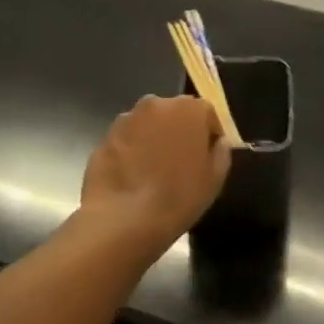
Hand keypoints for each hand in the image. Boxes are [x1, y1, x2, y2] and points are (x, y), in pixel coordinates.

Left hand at [80, 96, 230, 253]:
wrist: (125, 219)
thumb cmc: (180, 196)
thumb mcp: (216, 177)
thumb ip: (220, 151)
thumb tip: (215, 142)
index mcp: (189, 108)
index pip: (206, 114)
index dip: (208, 136)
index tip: (206, 158)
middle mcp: (156, 104)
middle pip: (174, 115)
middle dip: (179, 133)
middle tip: (181, 164)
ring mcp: (126, 120)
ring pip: (148, 126)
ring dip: (153, 141)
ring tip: (154, 173)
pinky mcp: (103, 138)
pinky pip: (126, 142)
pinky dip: (131, 153)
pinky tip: (133, 179)